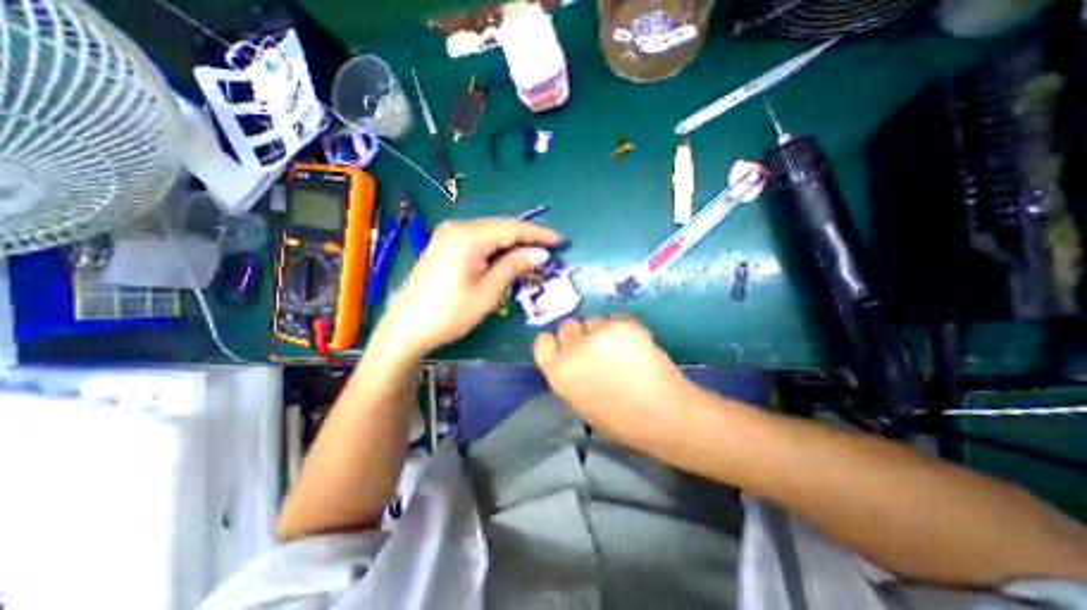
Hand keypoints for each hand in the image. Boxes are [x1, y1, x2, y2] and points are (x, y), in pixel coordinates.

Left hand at [376, 219, 559, 354]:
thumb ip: (514, 266)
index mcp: (468, 236)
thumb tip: (541, 253)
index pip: (512, 228)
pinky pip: (478, 239)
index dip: (539, 234)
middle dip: (527, 236)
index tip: (560, 241)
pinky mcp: (444, 245)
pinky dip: (496, 247)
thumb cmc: (450, 313)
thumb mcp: (488, 292)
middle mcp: (457, 227)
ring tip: (534, 252)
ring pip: (490, 232)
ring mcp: (448, 235)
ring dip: (512, 241)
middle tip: (550, 248)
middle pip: (501, 227)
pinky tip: (507, 256)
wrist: (407, 328)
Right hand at [535, 316, 695, 444]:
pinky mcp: (624, 325)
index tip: (566, 349)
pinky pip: (615, 317)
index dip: (555, 343)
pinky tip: (634, 344)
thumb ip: (568, 375)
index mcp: (559, 372)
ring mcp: (600, 333)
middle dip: (578, 334)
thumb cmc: (619, 420)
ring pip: (592, 319)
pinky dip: (621, 327)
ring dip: (601, 330)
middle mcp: (575, 348)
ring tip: (619, 347)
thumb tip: (569, 356)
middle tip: (595, 347)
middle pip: (567, 325)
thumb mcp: (579, 402)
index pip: (542, 341)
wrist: (663, 415)